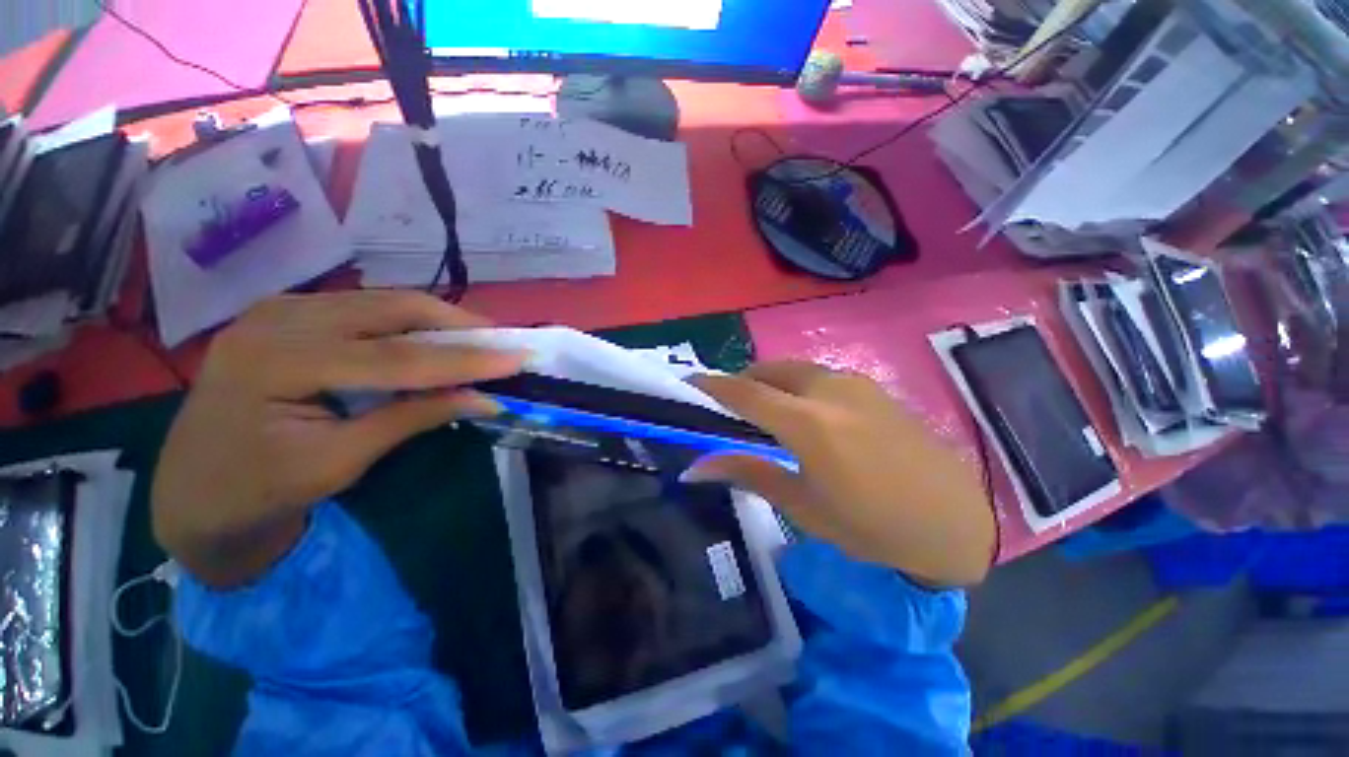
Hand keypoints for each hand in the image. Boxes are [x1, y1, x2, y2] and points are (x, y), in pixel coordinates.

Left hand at [152, 291, 525, 587]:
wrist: (190, 493)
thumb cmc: (259, 491)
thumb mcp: (340, 462)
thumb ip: (414, 419)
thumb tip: (485, 399)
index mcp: (278, 364)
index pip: (395, 356)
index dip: (465, 358)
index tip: (518, 358)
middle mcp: (277, 320)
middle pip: (390, 308)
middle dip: (457, 324)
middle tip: (503, 341)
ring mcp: (278, 310)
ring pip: (381, 301)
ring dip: (437, 320)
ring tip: (478, 340)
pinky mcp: (286, 314)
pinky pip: (363, 307)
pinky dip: (408, 322)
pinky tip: (431, 339)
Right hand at [689, 363, 995, 586]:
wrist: (954, 521)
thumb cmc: (871, 525)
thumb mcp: (803, 505)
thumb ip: (748, 473)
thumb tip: (695, 468)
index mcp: (807, 423)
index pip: (744, 393)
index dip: (712, 386)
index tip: (690, 385)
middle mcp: (828, 390)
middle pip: (768, 371)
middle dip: (742, 383)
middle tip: (730, 409)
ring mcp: (855, 383)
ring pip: (795, 370)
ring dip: (771, 382)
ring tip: (766, 411)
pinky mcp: (873, 387)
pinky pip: (820, 376)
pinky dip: (798, 385)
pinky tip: (806, 413)